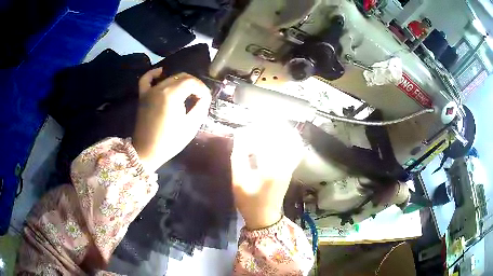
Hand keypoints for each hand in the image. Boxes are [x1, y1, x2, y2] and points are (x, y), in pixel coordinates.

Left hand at [133, 68, 211, 171]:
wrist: (146, 151)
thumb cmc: (169, 141)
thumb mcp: (190, 126)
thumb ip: (200, 107)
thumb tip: (204, 97)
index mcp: (172, 95)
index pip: (192, 82)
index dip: (202, 89)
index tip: (206, 100)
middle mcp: (160, 88)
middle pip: (182, 77)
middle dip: (194, 85)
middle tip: (199, 97)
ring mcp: (150, 91)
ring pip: (169, 77)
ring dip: (181, 82)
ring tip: (187, 92)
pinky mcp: (143, 96)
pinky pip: (147, 79)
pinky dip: (154, 74)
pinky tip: (161, 72)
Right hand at [231, 123, 303, 228]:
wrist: (265, 216)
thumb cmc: (249, 201)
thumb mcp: (238, 180)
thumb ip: (238, 156)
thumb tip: (240, 136)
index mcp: (270, 168)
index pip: (267, 139)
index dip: (257, 129)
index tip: (248, 126)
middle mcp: (284, 164)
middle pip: (283, 137)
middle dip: (272, 125)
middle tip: (261, 119)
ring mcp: (290, 166)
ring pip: (291, 141)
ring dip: (282, 130)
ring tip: (270, 124)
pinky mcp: (290, 168)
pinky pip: (293, 149)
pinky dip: (288, 139)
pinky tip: (279, 136)